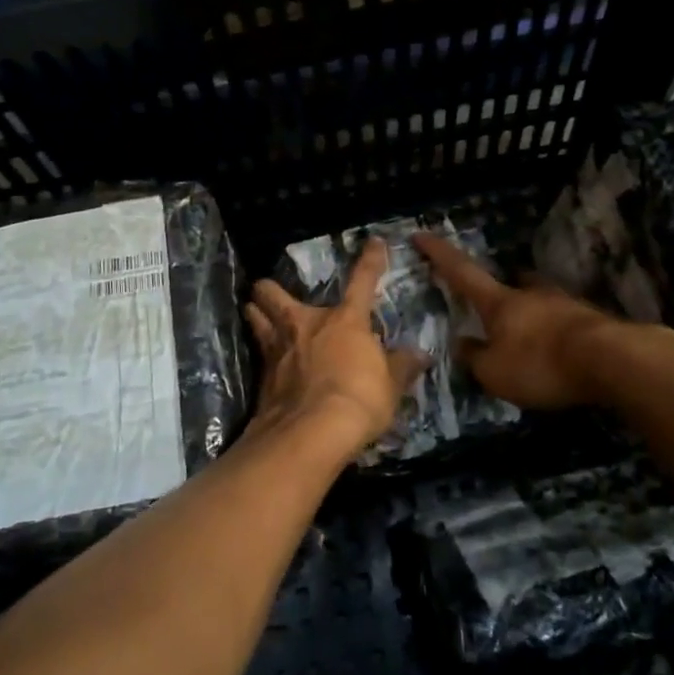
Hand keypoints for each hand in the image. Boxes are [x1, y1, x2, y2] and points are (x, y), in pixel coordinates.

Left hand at [245, 238, 429, 459]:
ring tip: (253, 311)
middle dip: (269, 289)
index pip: (362, 281)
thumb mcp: (390, 385)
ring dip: (254, 313)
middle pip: (274, 293)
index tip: (374, 242)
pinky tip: (264, 361)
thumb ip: (401, 366)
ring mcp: (278, 348)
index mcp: (345, 320)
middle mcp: (306, 324)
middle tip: (268, 290)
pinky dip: (260, 353)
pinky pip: (258, 354)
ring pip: (255, 317)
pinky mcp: (262, 376)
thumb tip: (420, 354)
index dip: (370, 261)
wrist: (311, 432)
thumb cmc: (359, 399)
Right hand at [413, 233, 638, 410]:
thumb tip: (464, 344)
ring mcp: (565, 304)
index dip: (439, 254)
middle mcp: (531, 294)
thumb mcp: (494, 373)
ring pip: (540, 301)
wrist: (612, 360)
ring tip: (529, 337)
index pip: (462, 273)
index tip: (421, 234)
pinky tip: (558, 352)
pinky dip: (555, 334)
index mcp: (500, 303)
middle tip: (494, 305)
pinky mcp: (593, 321)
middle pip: (510, 284)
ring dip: (531, 314)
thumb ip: (475, 358)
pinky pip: (564, 322)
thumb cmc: (541, 364)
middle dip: (499, 292)